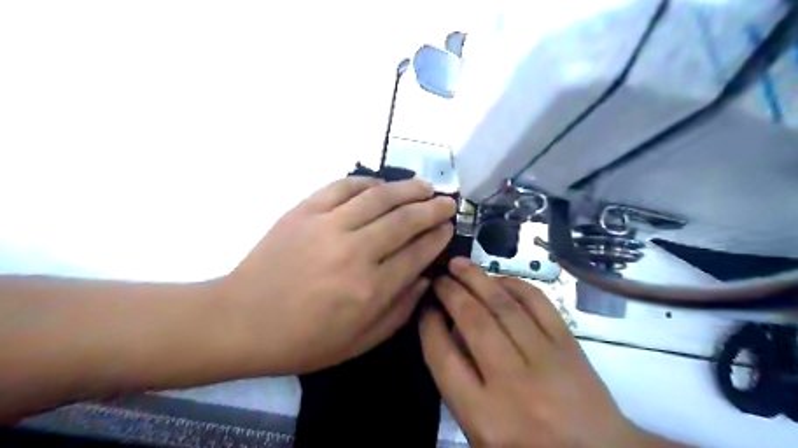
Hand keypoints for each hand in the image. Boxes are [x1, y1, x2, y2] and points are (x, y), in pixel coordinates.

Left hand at [220, 177, 453, 375]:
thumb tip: (425, 279)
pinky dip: (366, 182)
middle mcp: (354, 252)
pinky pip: (342, 187)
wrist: (242, 321)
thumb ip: (400, 312)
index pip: (417, 253)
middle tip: (447, 203)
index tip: (448, 228)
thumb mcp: (359, 342)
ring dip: (407, 189)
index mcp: (370, 290)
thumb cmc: (303, 340)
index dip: (437, 237)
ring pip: (379, 197)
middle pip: (405, 220)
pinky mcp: (304, 211)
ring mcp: (327, 226)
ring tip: (425, 186)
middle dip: (432, 209)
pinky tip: (381, 184)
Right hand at [419, 258, 660, 447]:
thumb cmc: (528, 446)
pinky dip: (516, 285)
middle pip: (473, 322)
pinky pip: (539, 304)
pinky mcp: (570, 346)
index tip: (424, 306)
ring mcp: (545, 360)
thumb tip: (449, 331)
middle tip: (439, 278)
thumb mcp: (481, 431)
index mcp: (484, 415)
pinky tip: (500, 279)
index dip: (428, 324)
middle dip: (451, 292)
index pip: (443, 357)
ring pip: (504, 307)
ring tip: (459, 264)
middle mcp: (513, 384)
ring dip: (478, 279)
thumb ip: (459, 384)